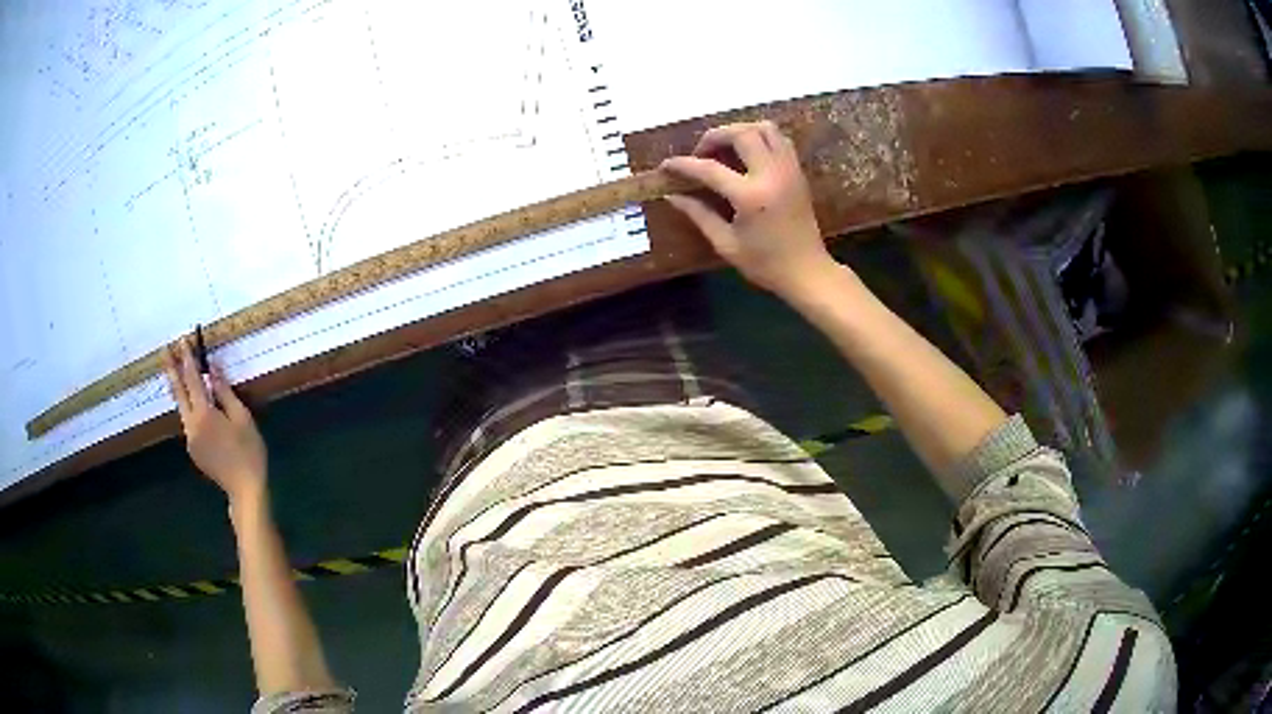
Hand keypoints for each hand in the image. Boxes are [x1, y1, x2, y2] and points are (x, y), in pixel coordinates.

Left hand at [163, 337, 266, 505]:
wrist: (245, 490)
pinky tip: (195, 405)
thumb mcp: (242, 418)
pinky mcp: (193, 449)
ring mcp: (190, 438)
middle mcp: (192, 424)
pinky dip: (189, 408)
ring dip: (179, 388)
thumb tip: (213, 369)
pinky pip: (189, 422)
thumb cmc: (249, 452)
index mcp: (204, 414)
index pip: (193, 379)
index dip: (187, 358)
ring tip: (175, 372)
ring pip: (182, 408)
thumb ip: (225, 392)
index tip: (182, 341)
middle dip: (172, 370)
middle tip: (164, 351)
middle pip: (178, 392)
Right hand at [661, 121, 836, 298]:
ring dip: (739, 131)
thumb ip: (698, 214)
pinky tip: (747, 153)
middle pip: (741, 134)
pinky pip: (779, 139)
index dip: (683, 165)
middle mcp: (772, 175)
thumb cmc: (765, 264)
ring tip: (724, 148)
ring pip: (764, 128)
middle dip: (714, 137)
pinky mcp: (798, 172)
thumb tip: (672, 196)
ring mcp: (788, 170)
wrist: (808, 272)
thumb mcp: (726, 243)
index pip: (710, 169)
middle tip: (700, 154)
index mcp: (751, 197)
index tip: (666, 165)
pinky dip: (760, 137)